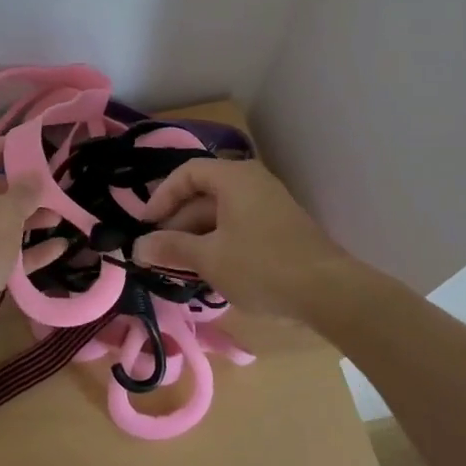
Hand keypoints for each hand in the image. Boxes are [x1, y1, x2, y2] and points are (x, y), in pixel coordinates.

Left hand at [0, 138, 62, 369]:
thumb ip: (23, 192)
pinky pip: (7, 255)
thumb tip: (35, 175)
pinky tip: (60, 247)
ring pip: (1, 224)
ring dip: (30, 219)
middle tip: (54, 183)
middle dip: (22, 188)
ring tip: (62, 214)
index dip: (0, 148)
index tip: (31, 145)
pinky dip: (30, 251)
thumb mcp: (2, 214)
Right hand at [132, 159, 350, 319]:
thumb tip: (137, 247)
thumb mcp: (209, 258)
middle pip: (203, 193)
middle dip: (178, 223)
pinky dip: (219, 242)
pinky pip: (239, 226)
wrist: (329, 292)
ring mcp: (269, 204)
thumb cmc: (261, 266)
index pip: (187, 173)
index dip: (161, 197)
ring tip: (180, 267)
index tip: (146, 226)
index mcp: (234, 177)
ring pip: (221, 213)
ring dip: (197, 236)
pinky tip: (210, 271)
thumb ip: (171, 248)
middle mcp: (252, 182)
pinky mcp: (280, 228)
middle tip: (159, 253)